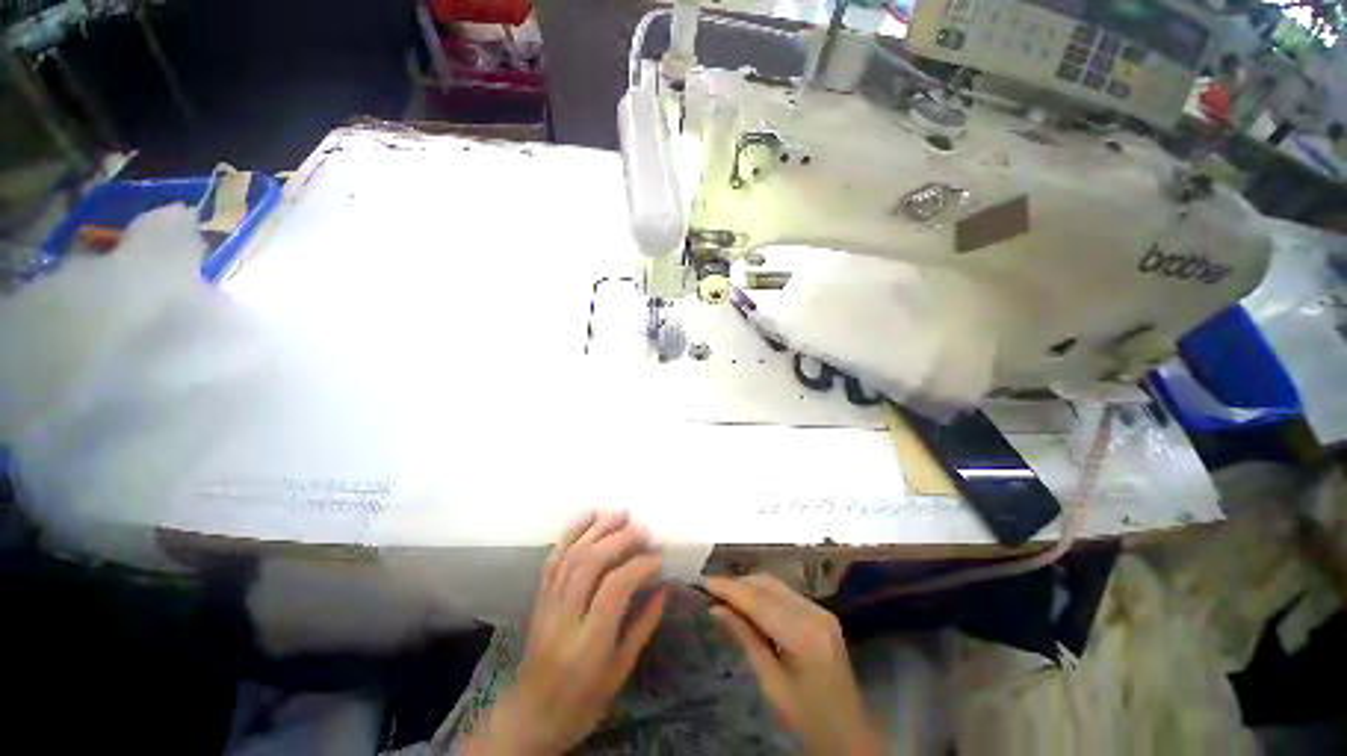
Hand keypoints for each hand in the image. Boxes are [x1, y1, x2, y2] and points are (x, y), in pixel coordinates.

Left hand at [461, 511, 667, 754]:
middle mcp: (564, 617)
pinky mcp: (539, 597)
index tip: (659, 556)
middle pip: (591, 563)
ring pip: (572, 554)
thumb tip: (665, 588)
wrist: (529, 716)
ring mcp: (548, 603)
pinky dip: (571, 532)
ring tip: (621, 513)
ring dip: (598, 528)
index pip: (614, 588)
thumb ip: (643, 626)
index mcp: (588, 643)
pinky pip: (553, 558)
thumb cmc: (582, 702)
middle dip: (621, 539)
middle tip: (644, 529)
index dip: (639, 565)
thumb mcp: (620, 672)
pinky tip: (588, 516)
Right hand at [705, 574, 882, 755]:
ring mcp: (821, 610)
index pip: (759, 601)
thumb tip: (716, 608)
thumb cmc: (807, 718)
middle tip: (710, 590)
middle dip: (737, 584)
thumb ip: (745, 638)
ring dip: (749, 587)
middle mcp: (815, 612)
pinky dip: (763, 594)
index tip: (703, 581)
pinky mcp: (821, 613)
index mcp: (804, 634)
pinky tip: (748, 604)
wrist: (848, 734)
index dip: (729, 588)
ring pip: (775, 585)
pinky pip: (785, 594)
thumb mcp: (771, 683)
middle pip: (768, 585)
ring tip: (724, 596)